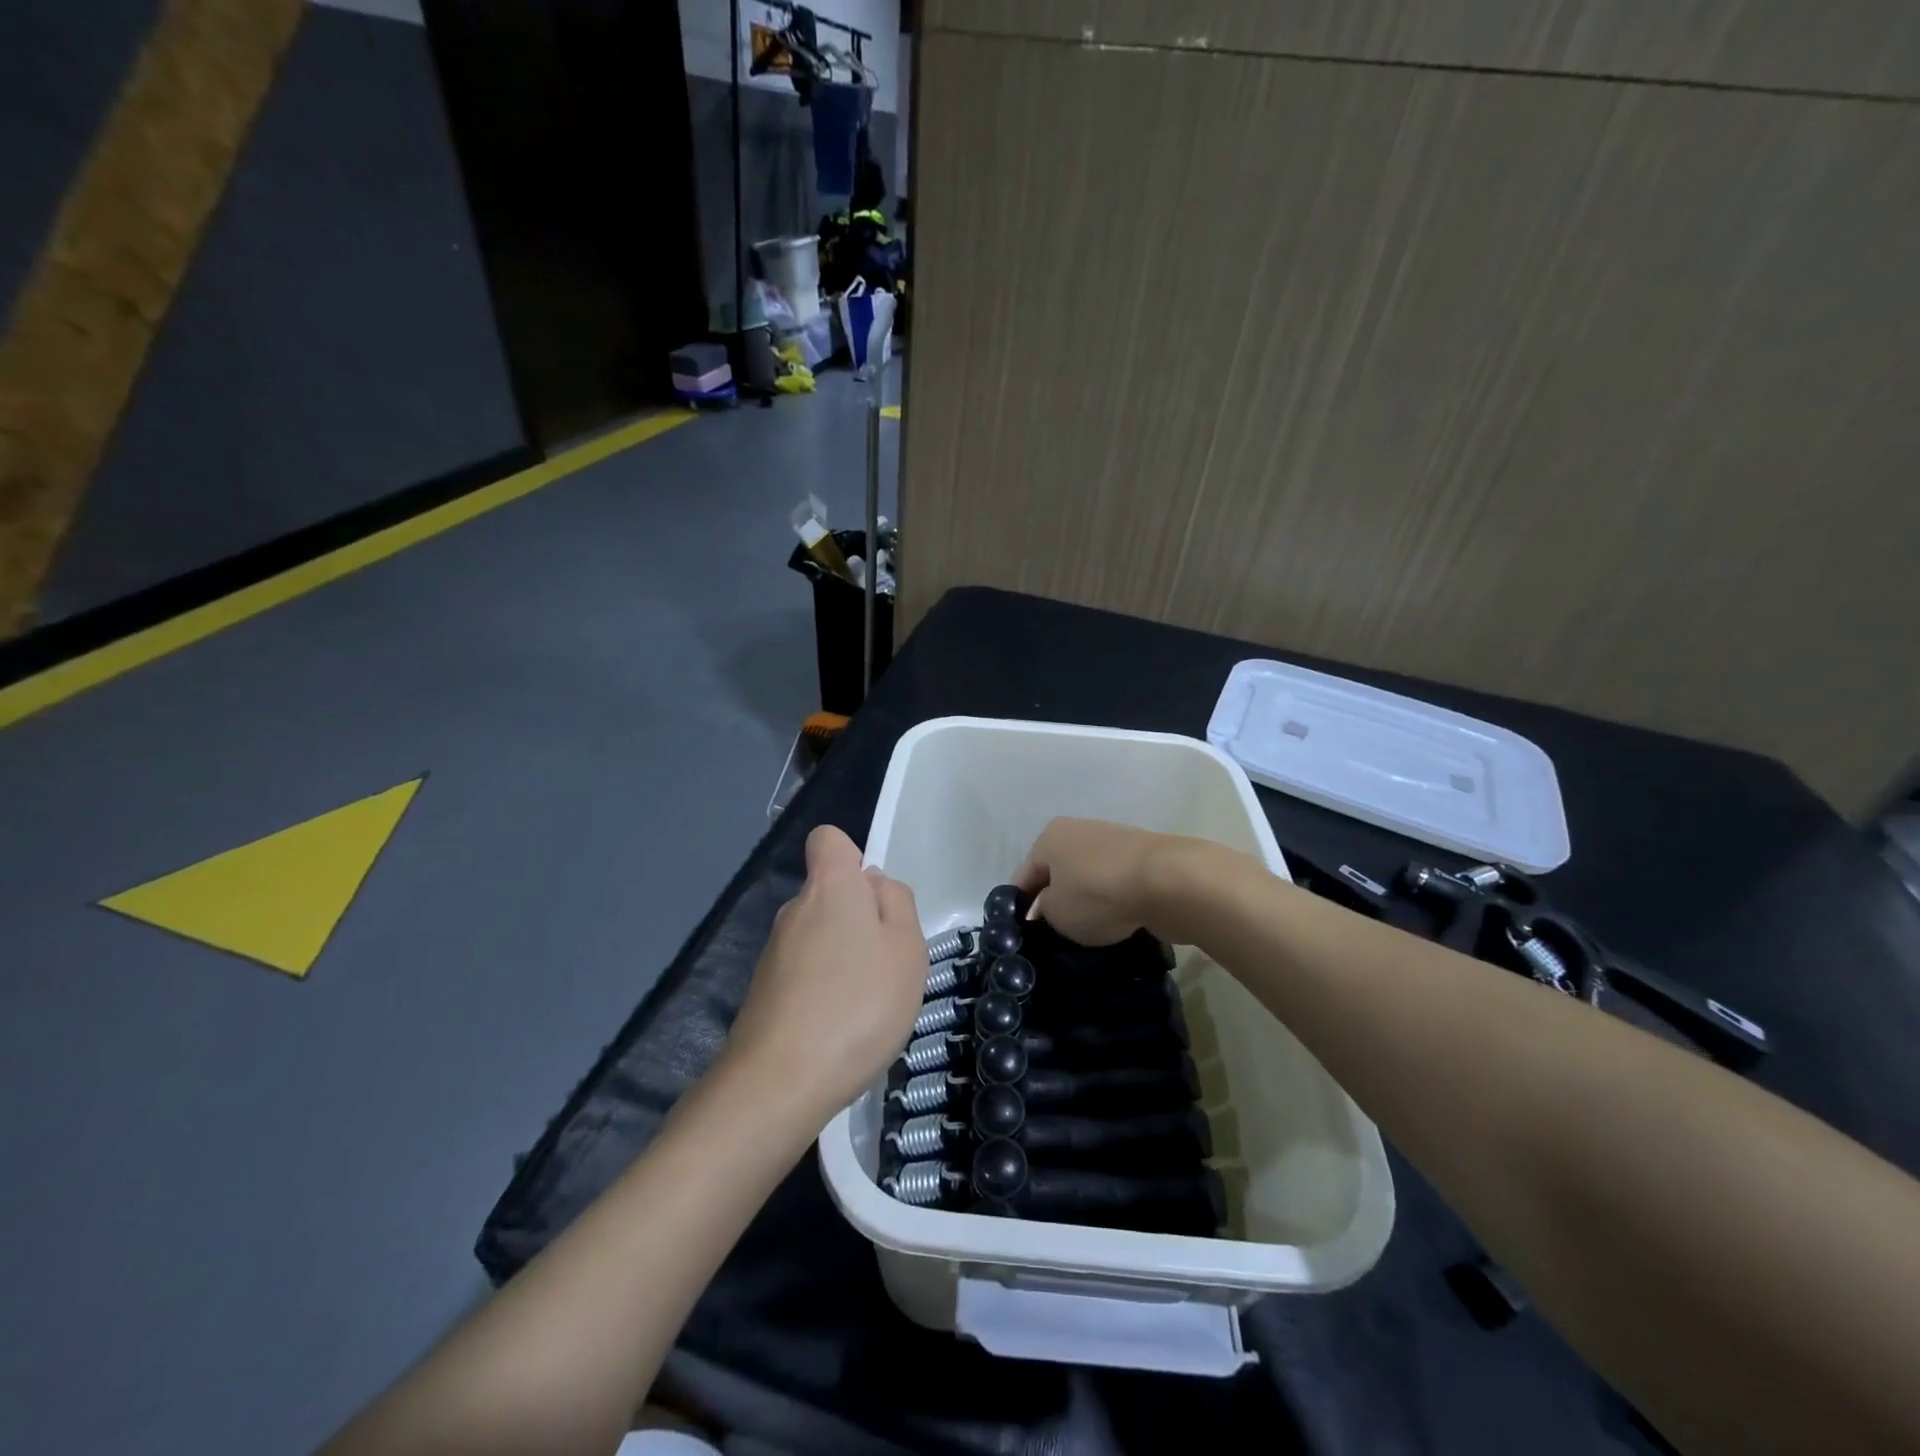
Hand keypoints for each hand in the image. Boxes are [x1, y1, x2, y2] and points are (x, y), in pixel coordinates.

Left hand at [726, 825, 926, 1120]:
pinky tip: (841, 1029)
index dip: (854, 858)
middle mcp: (794, 910)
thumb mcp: (907, 948)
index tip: (876, 898)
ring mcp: (774, 953)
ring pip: (819, 937)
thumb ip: (897, 903)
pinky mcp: (764, 993)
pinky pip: (805, 974)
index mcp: (829, 887)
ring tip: (867, 1004)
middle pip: (829, 894)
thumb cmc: (859, 1004)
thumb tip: (874, 884)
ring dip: (844, 959)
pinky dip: (825, 990)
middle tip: (888, 964)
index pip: (828, 840)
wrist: (781, 1083)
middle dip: (859, 918)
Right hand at [1015, 817, 1229, 945]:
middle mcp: (1080, 831)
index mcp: (1051, 836)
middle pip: (1060, 874)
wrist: (1169, 882)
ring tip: (1089, 936)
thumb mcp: (1056, 913)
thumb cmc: (1098, 893)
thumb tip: (1050, 909)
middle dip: (1057, 903)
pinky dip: (1117, 905)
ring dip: (1089, 904)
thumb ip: (1044, 911)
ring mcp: (1116, 843)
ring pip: (1091, 880)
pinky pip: (1119, 887)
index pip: (1025, 875)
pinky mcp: (1145, 860)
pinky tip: (1119, 926)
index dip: (1021, 906)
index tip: (1025, 935)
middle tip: (1056, 937)